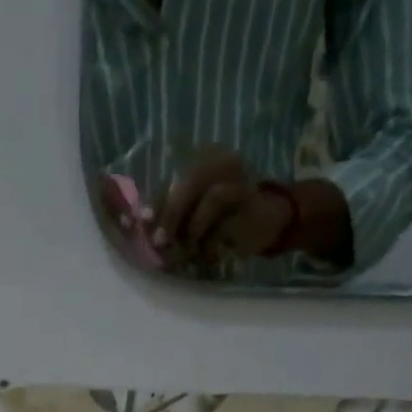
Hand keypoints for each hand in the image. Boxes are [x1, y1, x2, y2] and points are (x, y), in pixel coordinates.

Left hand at [155, 146, 296, 264]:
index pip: (171, 179)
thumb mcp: (191, 217)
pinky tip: (210, 253)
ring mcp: (238, 175)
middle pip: (188, 181)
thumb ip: (170, 216)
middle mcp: (220, 159)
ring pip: (210, 197)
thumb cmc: (223, 220)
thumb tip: (143, 227)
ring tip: (191, 250)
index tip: (143, 223)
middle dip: (171, 214)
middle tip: (160, 242)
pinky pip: (229, 219)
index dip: (156, 202)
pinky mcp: (251, 197)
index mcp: (201, 159)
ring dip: (194, 230)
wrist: (267, 220)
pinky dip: (213, 239)